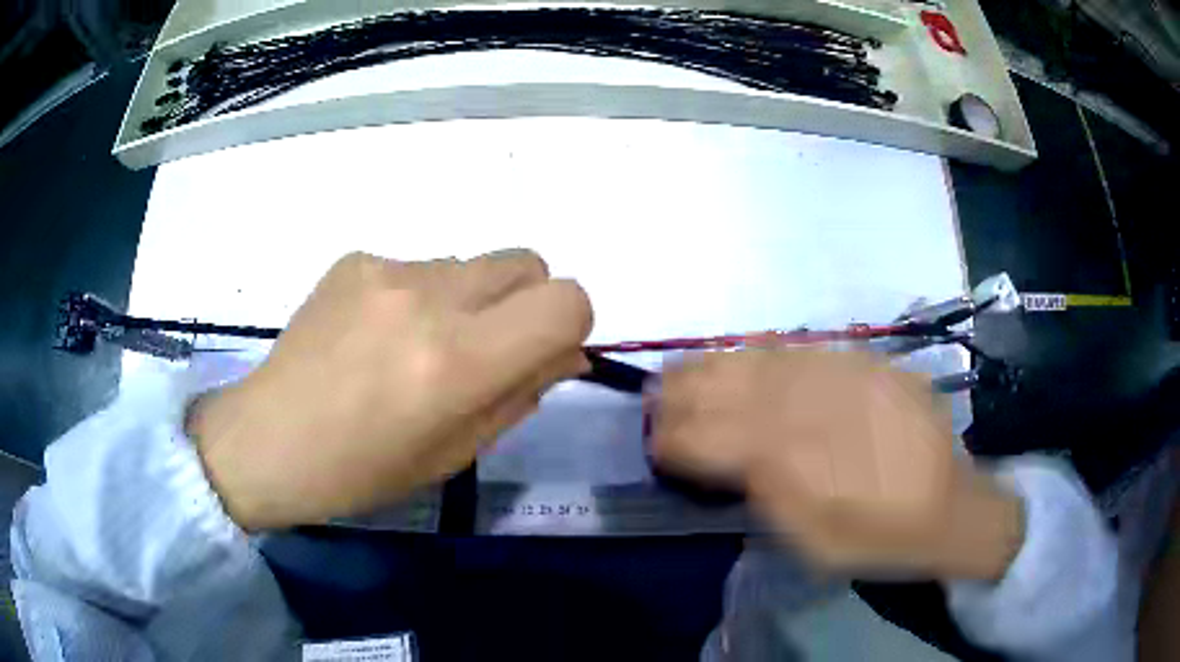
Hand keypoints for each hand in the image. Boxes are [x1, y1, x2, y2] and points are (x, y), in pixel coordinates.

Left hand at [186, 250, 592, 529]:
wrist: (269, 439)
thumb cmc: (363, 469)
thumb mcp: (456, 452)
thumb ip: (522, 393)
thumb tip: (569, 352)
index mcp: (459, 361)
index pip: (566, 301)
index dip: (571, 323)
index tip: (543, 351)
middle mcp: (429, 298)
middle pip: (527, 262)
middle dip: (526, 302)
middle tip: (485, 348)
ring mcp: (388, 269)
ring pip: (471, 264)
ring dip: (468, 300)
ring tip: (416, 347)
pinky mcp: (357, 259)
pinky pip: (420, 266)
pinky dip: (418, 296)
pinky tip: (376, 336)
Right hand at [652, 350, 1023, 579]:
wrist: (950, 503)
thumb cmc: (878, 537)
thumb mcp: (812, 544)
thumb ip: (768, 496)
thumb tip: (735, 461)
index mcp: (793, 460)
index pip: (713, 438)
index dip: (675, 439)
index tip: (655, 443)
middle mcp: (809, 406)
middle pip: (729, 388)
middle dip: (682, 392)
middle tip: (657, 397)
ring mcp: (836, 375)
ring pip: (758, 360)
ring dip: (712, 365)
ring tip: (684, 370)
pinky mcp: (860, 361)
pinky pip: (798, 347)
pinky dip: (760, 351)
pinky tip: (744, 353)